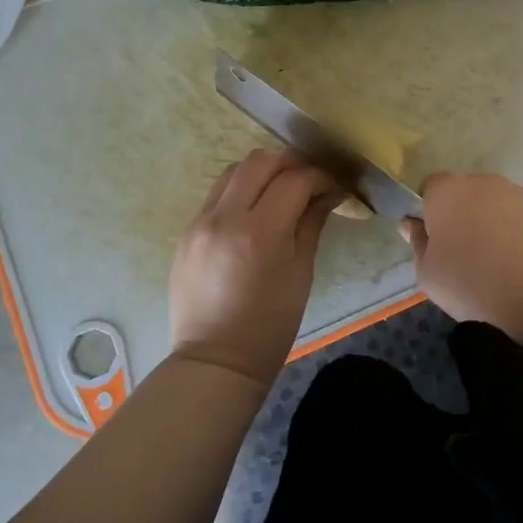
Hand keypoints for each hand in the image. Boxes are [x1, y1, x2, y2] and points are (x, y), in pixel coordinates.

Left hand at [169, 149, 341, 386]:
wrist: (216, 361)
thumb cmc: (270, 324)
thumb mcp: (301, 272)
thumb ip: (312, 222)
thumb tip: (329, 192)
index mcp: (260, 233)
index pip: (296, 180)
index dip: (321, 177)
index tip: (336, 187)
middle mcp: (225, 217)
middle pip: (261, 161)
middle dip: (291, 162)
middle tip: (311, 177)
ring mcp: (200, 222)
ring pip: (234, 170)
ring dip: (263, 170)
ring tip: (283, 187)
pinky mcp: (186, 231)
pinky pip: (217, 194)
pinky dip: (241, 189)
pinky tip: (256, 207)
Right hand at [401, 172, 522, 339]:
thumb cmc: (472, 281)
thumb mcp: (428, 274)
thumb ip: (418, 244)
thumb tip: (412, 225)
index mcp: (447, 191)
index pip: (429, 188)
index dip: (429, 213)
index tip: (434, 242)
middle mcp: (482, 182)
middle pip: (464, 195)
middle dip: (462, 217)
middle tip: (463, 255)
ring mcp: (518, 193)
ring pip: (495, 206)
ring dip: (492, 225)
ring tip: (497, 265)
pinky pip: (522, 220)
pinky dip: (519, 235)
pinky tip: (522, 266)